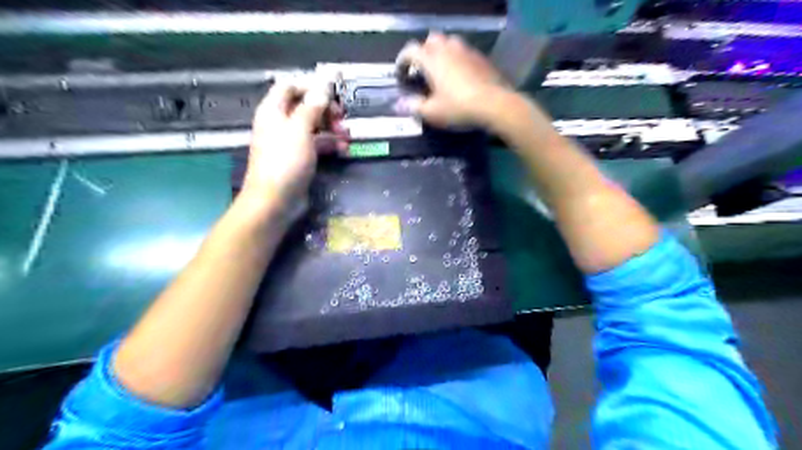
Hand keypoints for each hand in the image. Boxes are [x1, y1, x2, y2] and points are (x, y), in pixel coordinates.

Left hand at [242, 80, 345, 211]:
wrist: (275, 200)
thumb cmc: (285, 162)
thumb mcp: (300, 130)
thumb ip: (312, 107)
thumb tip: (323, 87)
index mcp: (273, 110)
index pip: (290, 86)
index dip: (311, 86)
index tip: (333, 93)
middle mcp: (280, 123)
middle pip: (305, 106)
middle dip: (326, 109)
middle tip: (342, 117)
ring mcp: (290, 142)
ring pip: (314, 126)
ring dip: (331, 128)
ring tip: (347, 136)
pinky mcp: (300, 158)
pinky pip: (316, 144)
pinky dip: (329, 144)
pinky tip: (343, 149)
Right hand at [397, 31, 508, 127]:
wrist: (495, 104)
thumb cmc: (458, 108)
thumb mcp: (432, 113)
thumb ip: (414, 107)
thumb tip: (400, 104)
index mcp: (432, 60)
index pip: (411, 51)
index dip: (402, 60)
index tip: (400, 73)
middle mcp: (448, 49)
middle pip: (431, 40)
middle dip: (423, 52)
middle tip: (421, 69)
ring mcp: (467, 51)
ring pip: (450, 43)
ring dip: (442, 53)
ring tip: (441, 71)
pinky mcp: (481, 58)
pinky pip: (464, 53)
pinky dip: (457, 60)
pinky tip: (460, 76)